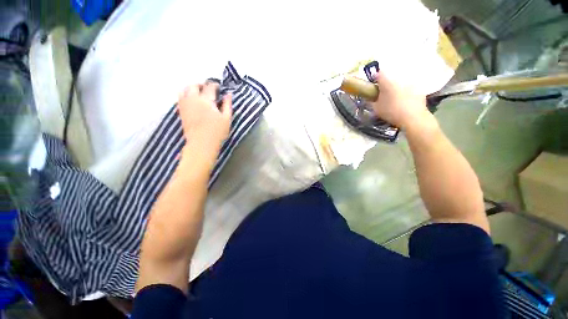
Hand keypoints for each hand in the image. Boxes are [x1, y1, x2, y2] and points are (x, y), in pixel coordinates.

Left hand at [177, 82, 231, 159]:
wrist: (201, 143)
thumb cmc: (217, 132)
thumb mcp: (226, 118)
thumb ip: (227, 105)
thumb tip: (228, 94)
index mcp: (206, 100)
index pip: (209, 87)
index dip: (215, 85)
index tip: (219, 87)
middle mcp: (193, 99)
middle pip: (194, 85)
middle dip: (202, 84)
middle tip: (208, 89)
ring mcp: (185, 104)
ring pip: (184, 90)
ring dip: (192, 88)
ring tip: (198, 92)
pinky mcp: (181, 111)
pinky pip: (180, 97)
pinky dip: (185, 94)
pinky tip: (191, 100)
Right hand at [371, 72, 430, 129]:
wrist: (412, 117)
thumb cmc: (390, 111)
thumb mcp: (376, 108)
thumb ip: (372, 101)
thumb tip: (371, 98)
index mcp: (387, 81)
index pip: (379, 73)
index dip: (376, 79)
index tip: (374, 87)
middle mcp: (399, 78)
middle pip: (391, 77)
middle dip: (387, 85)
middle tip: (384, 95)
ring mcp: (411, 83)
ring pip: (401, 83)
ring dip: (397, 89)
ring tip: (394, 100)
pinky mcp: (419, 89)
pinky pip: (410, 89)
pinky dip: (406, 94)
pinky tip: (404, 103)